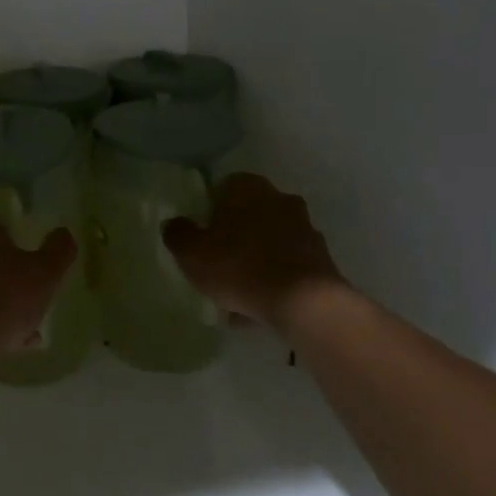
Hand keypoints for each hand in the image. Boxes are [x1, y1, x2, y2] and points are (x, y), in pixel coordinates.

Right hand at [163, 173, 348, 325]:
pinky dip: (274, 280)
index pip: (222, 189)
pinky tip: (259, 308)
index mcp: (247, 187)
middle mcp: (279, 199)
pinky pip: (287, 266)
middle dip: (234, 237)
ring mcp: (305, 228)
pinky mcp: (321, 258)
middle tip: (217, 264)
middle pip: (248, 216)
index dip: (209, 212)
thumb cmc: (239, 266)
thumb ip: (177, 233)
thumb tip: (174, 224)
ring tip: (237, 296)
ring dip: (255, 261)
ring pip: (268, 242)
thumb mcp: (191, 252)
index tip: (201, 237)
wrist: (305, 302)